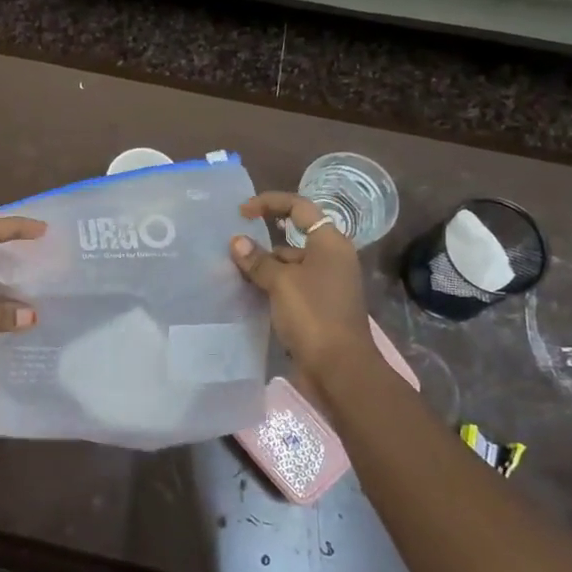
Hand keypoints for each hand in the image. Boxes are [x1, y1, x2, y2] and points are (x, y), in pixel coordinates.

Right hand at [230, 193, 376, 386]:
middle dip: (262, 240)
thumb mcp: (281, 283)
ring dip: (264, 266)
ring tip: (233, 272)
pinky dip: (270, 286)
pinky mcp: (318, 307)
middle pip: (293, 237)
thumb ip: (258, 260)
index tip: (242, 212)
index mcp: (330, 243)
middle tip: (232, 248)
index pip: (299, 208)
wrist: (340, 369)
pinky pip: (290, 287)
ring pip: (289, 265)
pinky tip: (248, 294)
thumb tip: (237, 242)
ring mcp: (326, 285)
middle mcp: (331, 259)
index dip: (270, 203)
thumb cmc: (314, 315)